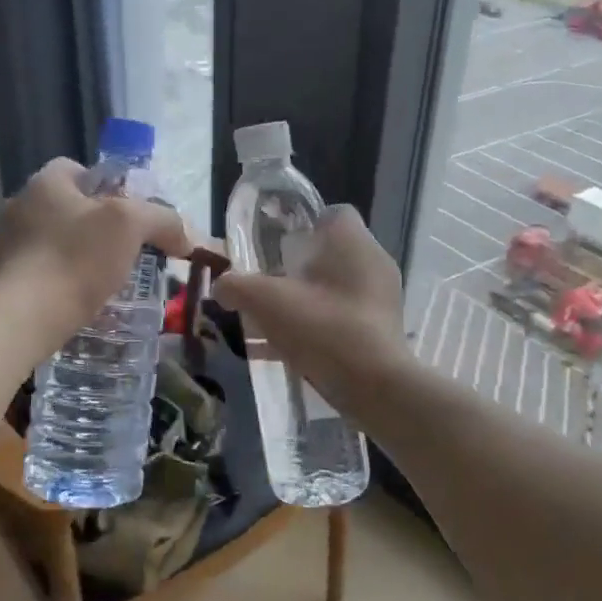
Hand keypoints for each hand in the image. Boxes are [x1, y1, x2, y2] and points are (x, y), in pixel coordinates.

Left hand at [0, 158, 190, 343]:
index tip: (129, 214)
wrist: (21, 318)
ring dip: (76, 256)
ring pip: (52, 242)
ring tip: (105, 281)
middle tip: (125, 250)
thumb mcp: (130, 226)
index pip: (76, 169)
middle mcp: (19, 206)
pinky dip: (59, 282)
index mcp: (44, 183)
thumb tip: (184, 237)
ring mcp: (4, 245)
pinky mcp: (1, 281)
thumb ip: (162, 220)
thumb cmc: (75, 259)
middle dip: (94, 226)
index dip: (107, 186)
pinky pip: (38, 273)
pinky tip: (79, 303)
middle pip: (66, 207)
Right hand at [211, 206, 411, 409]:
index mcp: (353, 242)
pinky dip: (312, 329)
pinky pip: (340, 320)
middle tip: (267, 283)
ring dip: (302, 301)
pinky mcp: (380, 332)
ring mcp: (381, 300)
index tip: (276, 243)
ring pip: (333, 290)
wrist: (374, 386)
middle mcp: (373, 263)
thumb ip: (236, 286)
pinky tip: (279, 352)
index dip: (302, 224)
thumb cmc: (323, 326)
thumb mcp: (266, 301)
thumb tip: (221, 286)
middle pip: (329, 254)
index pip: (331, 213)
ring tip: (268, 320)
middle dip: (295, 268)